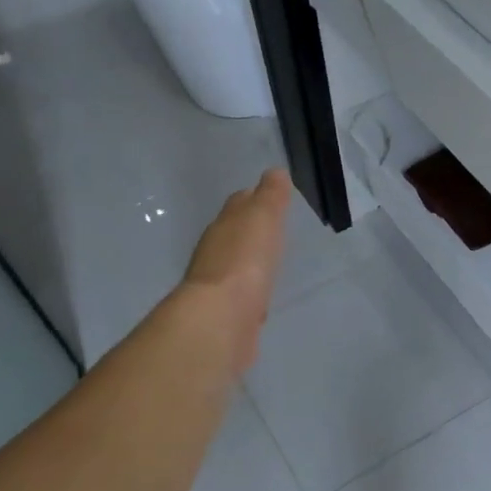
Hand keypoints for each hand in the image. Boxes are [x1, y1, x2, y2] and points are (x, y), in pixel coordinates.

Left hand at [178, 168, 293, 372]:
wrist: (222, 318)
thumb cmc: (244, 260)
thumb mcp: (262, 218)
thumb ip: (270, 196)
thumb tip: (275, 172)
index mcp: (224, 225)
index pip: (239, 204)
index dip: (254, 198)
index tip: (271, 197)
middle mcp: (215, 251)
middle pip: (234, 233)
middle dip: (250, 230)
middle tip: (274, 229)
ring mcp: (218, 284)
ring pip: (236, 264)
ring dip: (250, 261)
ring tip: (270, 262)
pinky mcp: (227, 313)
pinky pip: (242, 294)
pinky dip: (251, 290)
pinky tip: (261, 295)